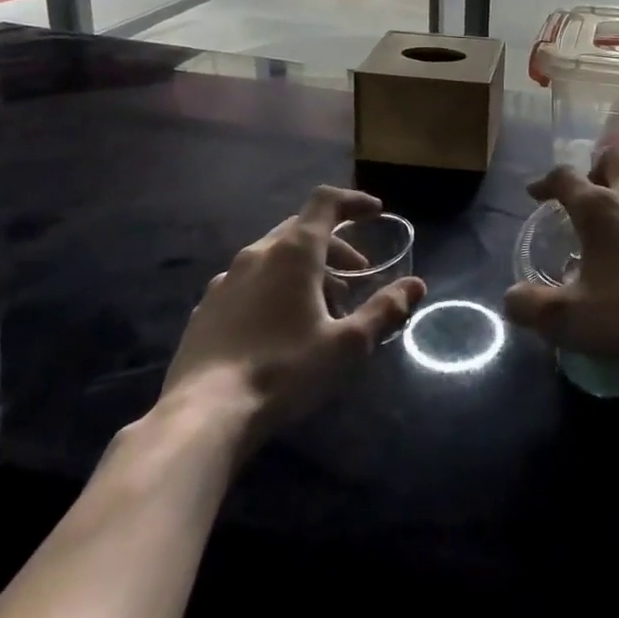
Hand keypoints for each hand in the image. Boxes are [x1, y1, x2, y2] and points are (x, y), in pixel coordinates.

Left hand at [159, 186, 425, 439]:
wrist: (202, 416)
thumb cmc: (284, 371)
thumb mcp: (347, 345)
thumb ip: (384, 311)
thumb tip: (416, 285)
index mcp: (294, 252)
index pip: (326, 202)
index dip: (353, 201)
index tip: (375, 213)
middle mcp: (258, 254)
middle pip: (302, 229)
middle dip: (335, 244)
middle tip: (357, 274)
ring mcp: (226, 280)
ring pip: (274, 256)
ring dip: (305, 268)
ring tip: (322, 305)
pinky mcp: (206, 309)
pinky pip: (249, 281)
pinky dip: (274, 287)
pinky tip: (278, 325)